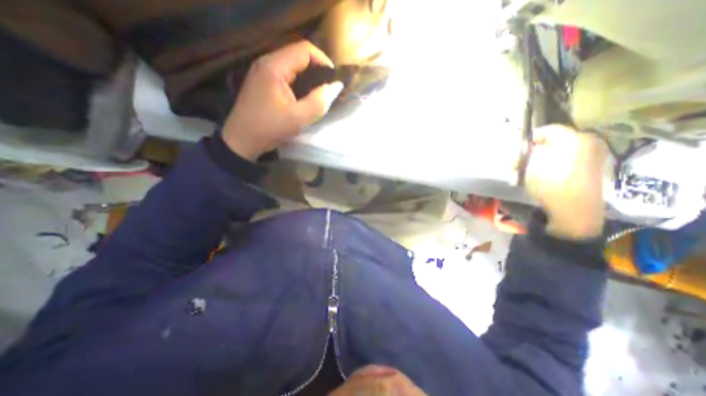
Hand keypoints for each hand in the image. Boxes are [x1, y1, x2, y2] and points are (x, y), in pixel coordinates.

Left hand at [221, 40, 341, 160]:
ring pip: (292, 64)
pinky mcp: (262, 81)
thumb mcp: (298, 118)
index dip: (323, 61)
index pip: (305, 50)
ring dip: (308, 76)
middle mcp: (266, 62)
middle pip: (298, 54)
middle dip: (317, 70)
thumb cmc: (270, 128)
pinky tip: (303, 96)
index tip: (333, 80)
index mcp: (274, 67)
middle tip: (327, 89)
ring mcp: (262, 71)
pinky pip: (285, 74)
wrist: (243, 140)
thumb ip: (319, 101)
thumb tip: (336, 86)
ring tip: (318, 93)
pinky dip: (298, 82)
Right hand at [527, 125, 608, 239]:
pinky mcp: (594, 168)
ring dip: (545, 157)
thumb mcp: (531, 165)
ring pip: (562, 150)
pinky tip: (547, 176)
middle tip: (523, 161)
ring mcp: (594, 155)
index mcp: (573, 137)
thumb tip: (528, 148)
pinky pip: (570, 159)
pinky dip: (556, 164)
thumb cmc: (550, 183)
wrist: (575, 209)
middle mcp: (588, 142)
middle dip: (537, 149)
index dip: (530, 138)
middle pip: (556, 140)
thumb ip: (528, 152)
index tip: (519, 150)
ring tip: (533, 170)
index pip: (547, 129)